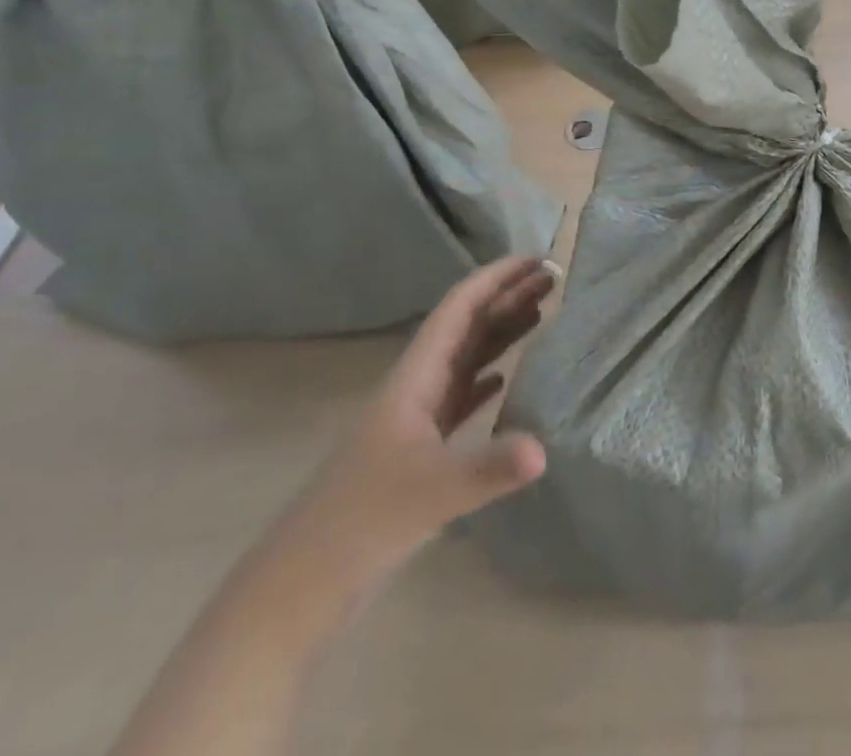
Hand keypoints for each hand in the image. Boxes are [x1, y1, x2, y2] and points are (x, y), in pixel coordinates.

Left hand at [288, 255, 555, 586]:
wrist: (296, 590)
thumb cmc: (359, 524)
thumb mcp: (430, 492)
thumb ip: (488, 469)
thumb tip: (544, 450)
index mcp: (414, 378)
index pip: (459, 309)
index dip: (496, 278)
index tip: (536, 260)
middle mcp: (416, 388)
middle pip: (466, 328)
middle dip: (507, 299)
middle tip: (554, 281)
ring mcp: (414, 421)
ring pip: (465, 359)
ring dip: (500, 333)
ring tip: (543, 315)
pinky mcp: (417, 452)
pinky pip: (460, 398)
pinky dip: (486, 378)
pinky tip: (506, 378)